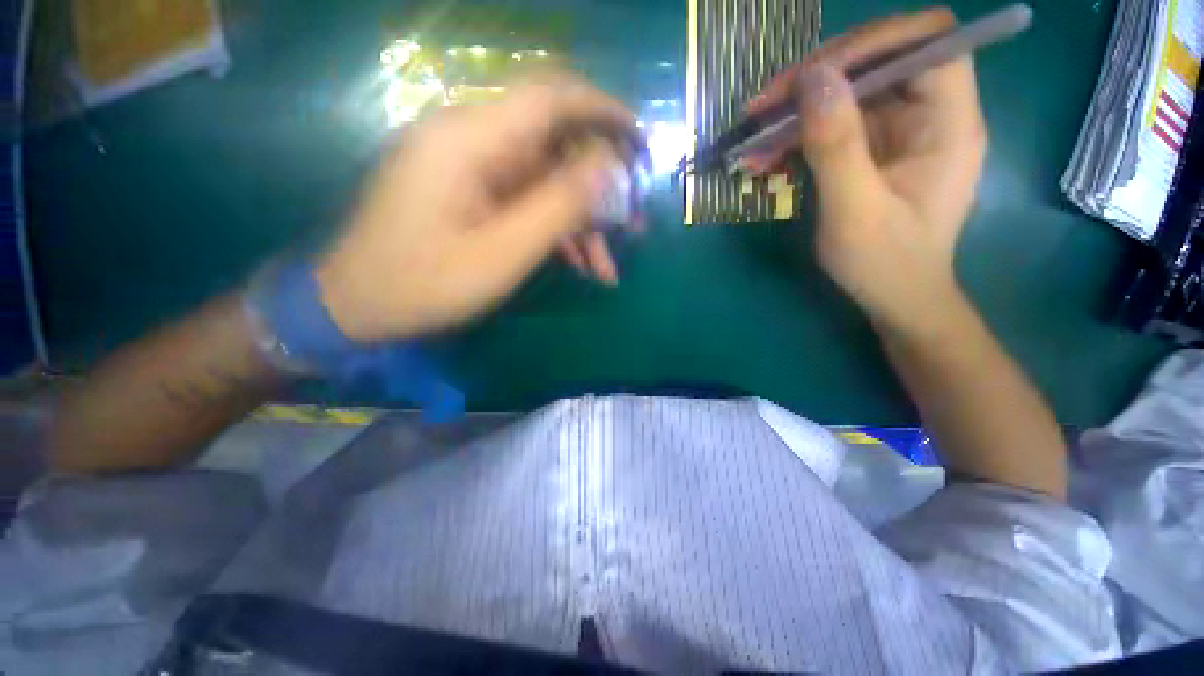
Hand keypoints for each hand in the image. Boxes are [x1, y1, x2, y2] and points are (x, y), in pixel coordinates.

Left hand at [315, 73, 636, 342]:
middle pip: (556, 147)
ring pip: (547, 182)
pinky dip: (557, 232)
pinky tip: (579, 266)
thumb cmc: (423, 284)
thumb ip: (557, 208)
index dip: (605, 112)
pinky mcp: (474, 194)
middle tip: (634, 227)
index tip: (643, 145)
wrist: (357, 305)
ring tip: (607, 268)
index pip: (552, 98)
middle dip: (600, 189)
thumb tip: (608, 170)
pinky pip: (528, 202)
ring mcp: (473, 169)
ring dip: (581, 223)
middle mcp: (472, 140)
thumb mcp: (501, 253)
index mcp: (471, 140)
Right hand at [745, 8, 987, 334]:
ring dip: (798, 111)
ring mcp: (900, 131)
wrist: (895, 298)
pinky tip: (765, 158)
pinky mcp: (874, 150)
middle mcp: (930, 114)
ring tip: (753, 139)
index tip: (812, 76)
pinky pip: (834, 126)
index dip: (872, 44)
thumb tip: (814, 77)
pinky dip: (797, 136)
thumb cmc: (884, 264)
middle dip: (818, 78)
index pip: (927, 43)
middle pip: (879, 61)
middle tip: (764, 108)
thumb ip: (836, 145)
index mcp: (948, 122)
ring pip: (849, 94)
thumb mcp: (854, 211)